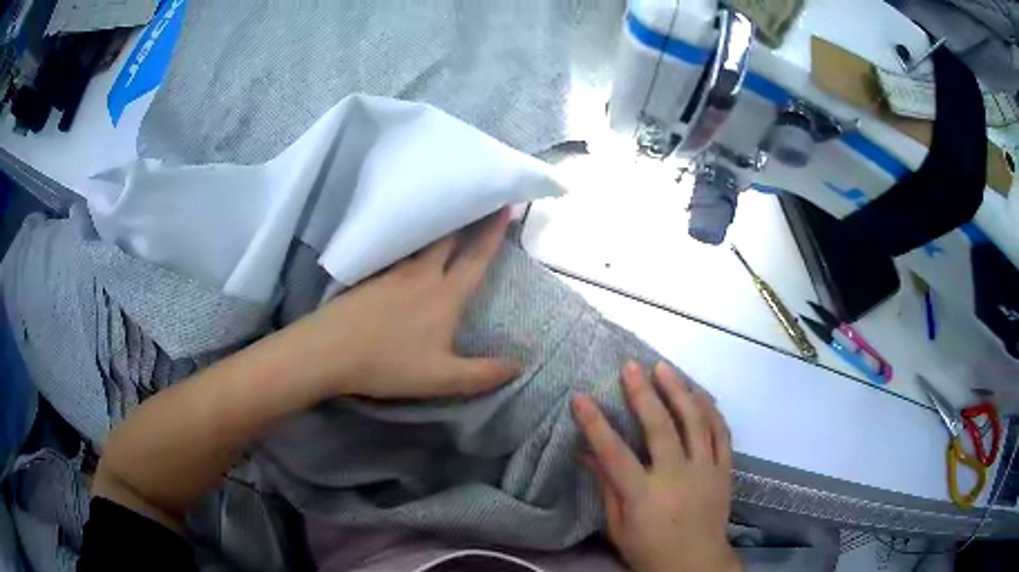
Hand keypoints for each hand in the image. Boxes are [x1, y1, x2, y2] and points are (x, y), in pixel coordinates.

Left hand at [278, 207, 520, 399]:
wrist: (329, 350)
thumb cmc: (388, 364)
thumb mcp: (441, 379)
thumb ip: (482, 374)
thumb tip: (520, 366)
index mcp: (444, 296)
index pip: (475, 259)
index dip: (494, 232)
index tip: (507, 205)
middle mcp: (420, 275)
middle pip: (448, 239)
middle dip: (467, 217)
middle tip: (479, 198)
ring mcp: (392, 273)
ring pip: (421, 243)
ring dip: (438, 227)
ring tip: (445, 215)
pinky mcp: (370, 277)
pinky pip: (398, 253)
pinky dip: (410, 243)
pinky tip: (406, 248)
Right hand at [572, 362, 740, 571]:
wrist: (695, 562)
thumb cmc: (648, 548)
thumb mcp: (617, 526)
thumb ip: (605, 488)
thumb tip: (585, 453)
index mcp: (644, 495)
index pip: (614, 453)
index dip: (595, 424)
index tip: (580, 398)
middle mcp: (676, 476)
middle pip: (660, 427)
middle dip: (643, 393)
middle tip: (630, 366)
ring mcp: (705, 470)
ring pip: (695, 422)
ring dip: (679, 391)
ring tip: (665, 369)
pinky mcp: (724, 470)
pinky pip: (721, 433)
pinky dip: (710, 410)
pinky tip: (699, 394)